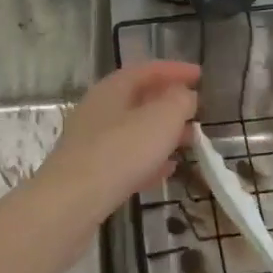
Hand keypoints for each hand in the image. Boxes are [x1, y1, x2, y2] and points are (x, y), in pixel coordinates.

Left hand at [37, 61, 201, 226]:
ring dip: (162, 133)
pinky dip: (149, 160)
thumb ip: (179, 102)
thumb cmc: (120, 152)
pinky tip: (167, 171)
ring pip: (133, 131)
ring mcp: (91, 143)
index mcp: (112, 89)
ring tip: (189, 142)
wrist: (72, 202)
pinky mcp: (90, 173)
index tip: (200, 75)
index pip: (147, 70)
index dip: (175, 70)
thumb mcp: (161, 119)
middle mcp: (97, 110)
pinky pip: (126, 159)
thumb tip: (184, 95)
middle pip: (138, 99)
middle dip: (170, 104)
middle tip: (197, 112)